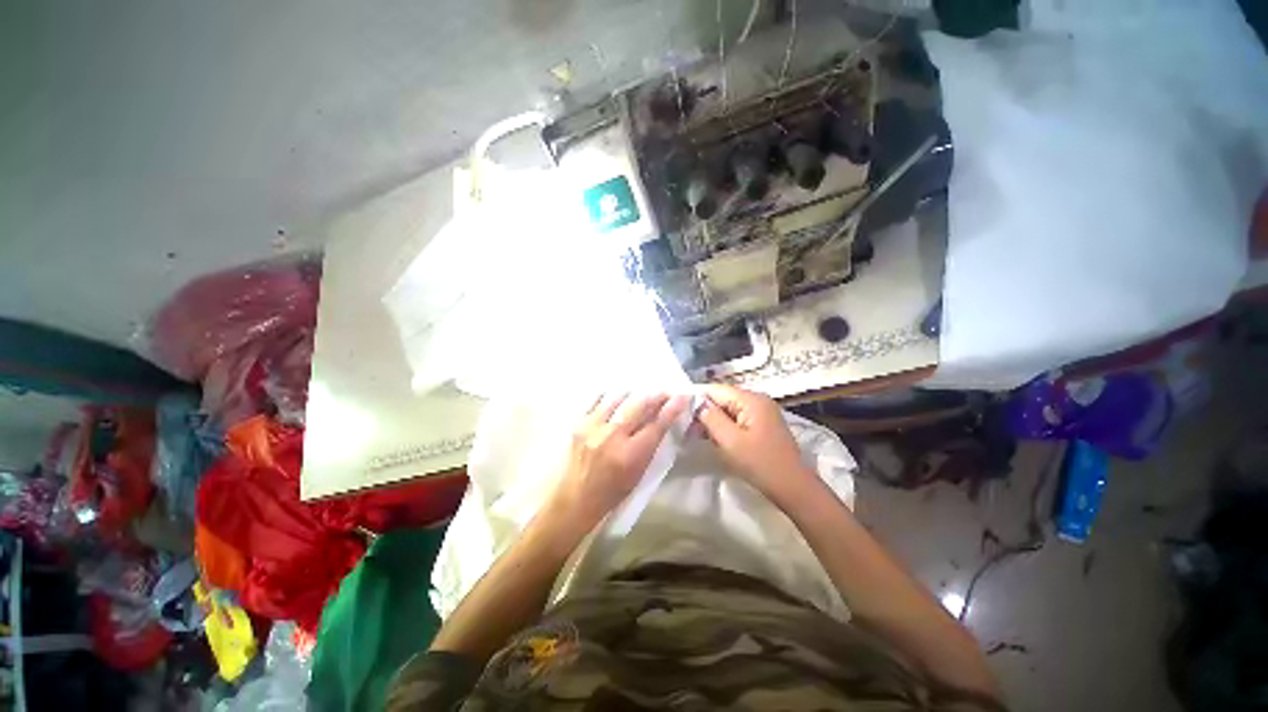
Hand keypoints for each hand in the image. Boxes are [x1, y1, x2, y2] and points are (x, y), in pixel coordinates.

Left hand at [545, 393, 690, 530]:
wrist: (574, 501)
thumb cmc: (612, 493)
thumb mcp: (638, 474)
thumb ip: (650, 446)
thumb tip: (661, 421)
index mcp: (631, 455)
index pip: (657, 425)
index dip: (672, 408)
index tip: (683, 396)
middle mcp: (613, 437)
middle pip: (639, 406)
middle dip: (656, 396)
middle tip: (665, 392)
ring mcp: (593, 428)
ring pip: (618, 399)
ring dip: (633, 394)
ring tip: (641, 392)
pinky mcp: (578, 425)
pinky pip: (595, 401)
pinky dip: (608, 396)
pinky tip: (615, 393)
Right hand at [695, 384, 811, 503]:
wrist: (793, 488)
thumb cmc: (760, 463)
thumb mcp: (730, 440)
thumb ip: (711, 417)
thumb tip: (696, 402)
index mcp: (751, 399)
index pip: (717, 390)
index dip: (697, 398)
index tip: (680, 411)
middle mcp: (758, 400)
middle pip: (723, 398)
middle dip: (705, 411)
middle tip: (687, 427)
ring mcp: (762, 412)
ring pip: (729, 409)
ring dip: (713, 420)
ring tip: (696, 434)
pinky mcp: (762, 425)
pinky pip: (738, 418)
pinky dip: (724, 426)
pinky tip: (714, 438)